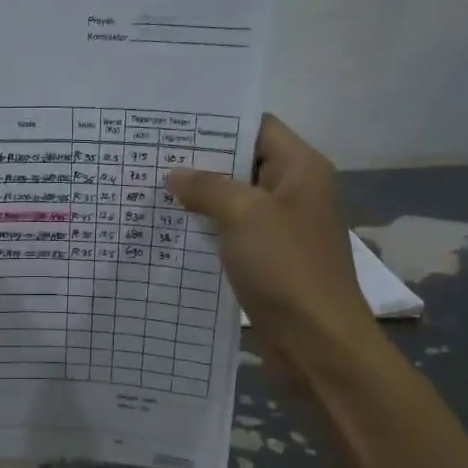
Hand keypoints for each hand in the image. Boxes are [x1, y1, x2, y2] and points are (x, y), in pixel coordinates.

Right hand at [167, 115, 379, 375]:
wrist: (317, 343)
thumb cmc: (286, 268)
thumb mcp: (244, 216)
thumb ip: (208, 188)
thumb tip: (175, 175)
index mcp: (301, 170)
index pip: (257, 127)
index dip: (217, 123)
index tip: (172, 126)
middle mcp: (294, 193)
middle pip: (243, 164)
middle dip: (200, 163)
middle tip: (151, 158)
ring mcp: (281, 230)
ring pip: (234, 203)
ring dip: (199, 200)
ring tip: (151, 192)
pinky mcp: (268, 261)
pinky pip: (232, 235)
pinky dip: (206, 231)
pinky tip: (171, 232)